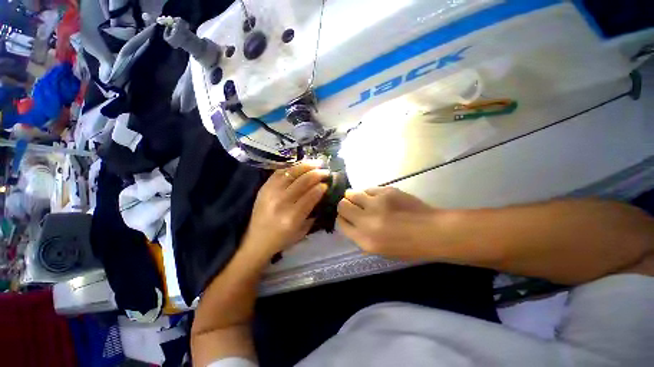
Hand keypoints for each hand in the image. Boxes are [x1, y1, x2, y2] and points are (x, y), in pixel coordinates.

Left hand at [243, 162, 328, 259]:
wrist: (257, 241)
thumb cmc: (283, 239)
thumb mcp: (303, 230)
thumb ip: (313, 211)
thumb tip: (322, 193)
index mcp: (292, 217)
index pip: (311, 195)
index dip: (321, 187)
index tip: (327, 184)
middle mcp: (281, 202)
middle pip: (303, 181)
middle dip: (317, 174)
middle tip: (326, 171)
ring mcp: (270, 192)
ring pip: (291, 173)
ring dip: (306, 166)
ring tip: (316, 163)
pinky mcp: (264, 188)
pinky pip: (279, 172)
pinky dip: (292, 167)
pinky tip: (300, 165)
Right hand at [337, 187, 436, 259]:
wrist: (432, 232)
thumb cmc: (408, 247)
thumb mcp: (380, 250)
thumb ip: (361, 236)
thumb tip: (352, 222)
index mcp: (364, 239)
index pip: (341, 223)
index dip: (342, 218)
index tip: (346, 216)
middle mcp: (366, 221)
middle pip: (342, 205)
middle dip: (344, 205)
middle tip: (352, 205)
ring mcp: (376, 204)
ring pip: (352, 193)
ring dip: (354, 196)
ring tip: (363, 199)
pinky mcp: (386, 191)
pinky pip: (369, 189)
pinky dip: (370, 193)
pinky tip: (378, 198)